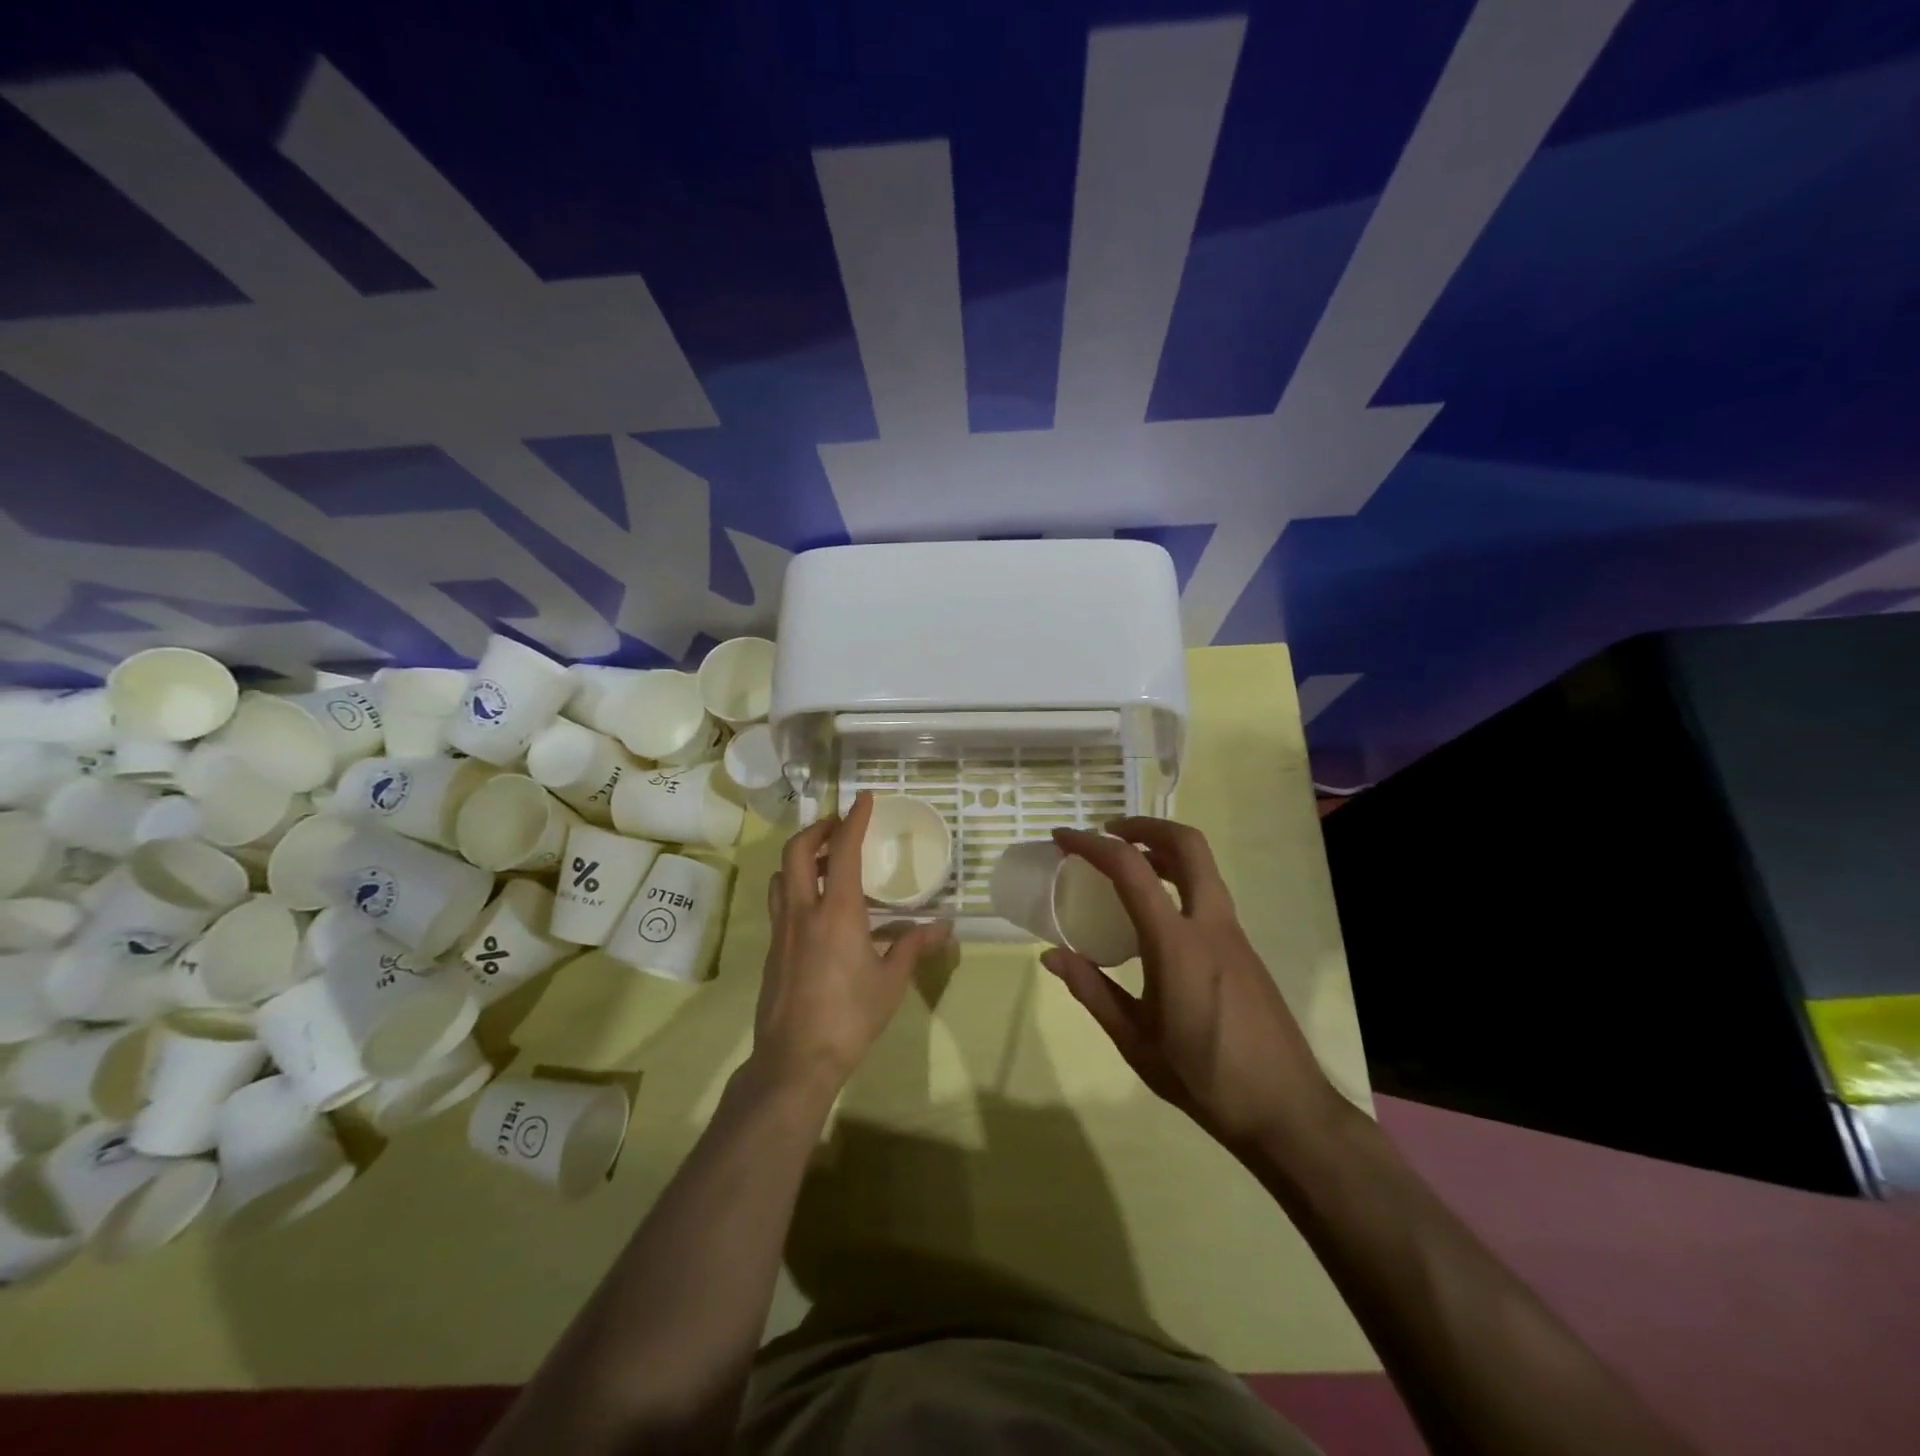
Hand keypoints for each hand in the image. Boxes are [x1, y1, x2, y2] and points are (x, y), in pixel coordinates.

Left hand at [753, 791, 950, 1093]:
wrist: (794, 1060)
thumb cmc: (850, 1018)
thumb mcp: (891, 982)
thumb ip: (914, 947)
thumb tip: (943, 926)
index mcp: (837, 912)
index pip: (843, 851)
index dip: (853, 820)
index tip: (863, 799)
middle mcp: (803, 911)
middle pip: (797, 850)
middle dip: (817, 829)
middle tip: (839, 827)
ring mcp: (782, 929)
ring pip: (781, 874)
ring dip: (801, 857)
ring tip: (827, 863)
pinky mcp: (773, 949)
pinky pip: (780, 901)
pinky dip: (796, 885)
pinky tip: (817, 908)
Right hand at [1043, 818, 1344, 1156]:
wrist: (1287, 1111)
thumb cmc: (1204, 1079)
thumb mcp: (1136, 1042)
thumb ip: (1092, 992)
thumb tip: (1051, 956)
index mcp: (1176, 944)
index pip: (1130, 869)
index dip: (1092, 845)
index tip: (1063, 838)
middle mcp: (1210, 925)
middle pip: (1187, 844)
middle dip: (1145, 825)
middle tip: (1109, 832)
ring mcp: (1234, 934)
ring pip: (1203, 867)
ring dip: (1164, 850)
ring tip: (1128, 865)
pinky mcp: (1245, 949)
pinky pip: (1209, 894)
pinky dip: (1179, 880)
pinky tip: (1156, 914)